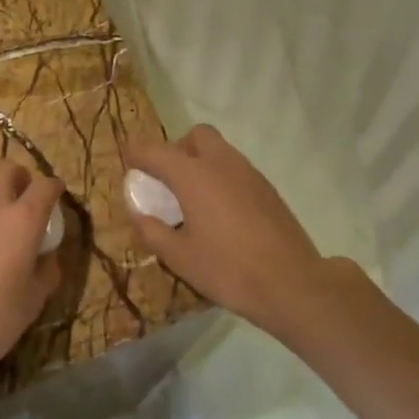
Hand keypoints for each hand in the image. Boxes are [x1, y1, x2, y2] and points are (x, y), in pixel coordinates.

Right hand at [124, 125, 328, 336]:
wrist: (291, 282)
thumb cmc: (228, 269)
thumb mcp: (180, 257)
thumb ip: (152, 231)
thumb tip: (138, 215)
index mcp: (193, 175)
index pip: (155, 151)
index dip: (137, 154)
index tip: (128, 160)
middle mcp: (221, 164)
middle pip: (196, 136)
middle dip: (177, 149)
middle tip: (168, 180)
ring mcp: (249, 173)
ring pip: (220, 150)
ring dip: (201, 162)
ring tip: (193, 199)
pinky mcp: (267, 189)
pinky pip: (236, 169)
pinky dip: (221, 178)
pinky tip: (220, 213)